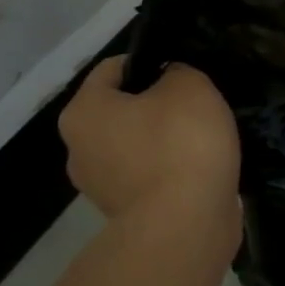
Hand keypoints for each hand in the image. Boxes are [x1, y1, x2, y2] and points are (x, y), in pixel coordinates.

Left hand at [59, 56, 240, 241]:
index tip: (185, 69)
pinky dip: (172, 168)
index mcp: (84, 111)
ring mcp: (100, 186)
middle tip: (199, 103)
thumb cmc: (180, 143)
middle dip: (158, 104)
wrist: (185, 225)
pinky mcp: (126, 214)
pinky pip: (150, 176)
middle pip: (122, 109)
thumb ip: (178, 71)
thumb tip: (170, 82)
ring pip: (137, 144)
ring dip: (166, 139)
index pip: (113, 68)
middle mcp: (79, 148)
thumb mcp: (190, 85)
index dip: (151, 60)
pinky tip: (202, 167)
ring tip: (205, 138)